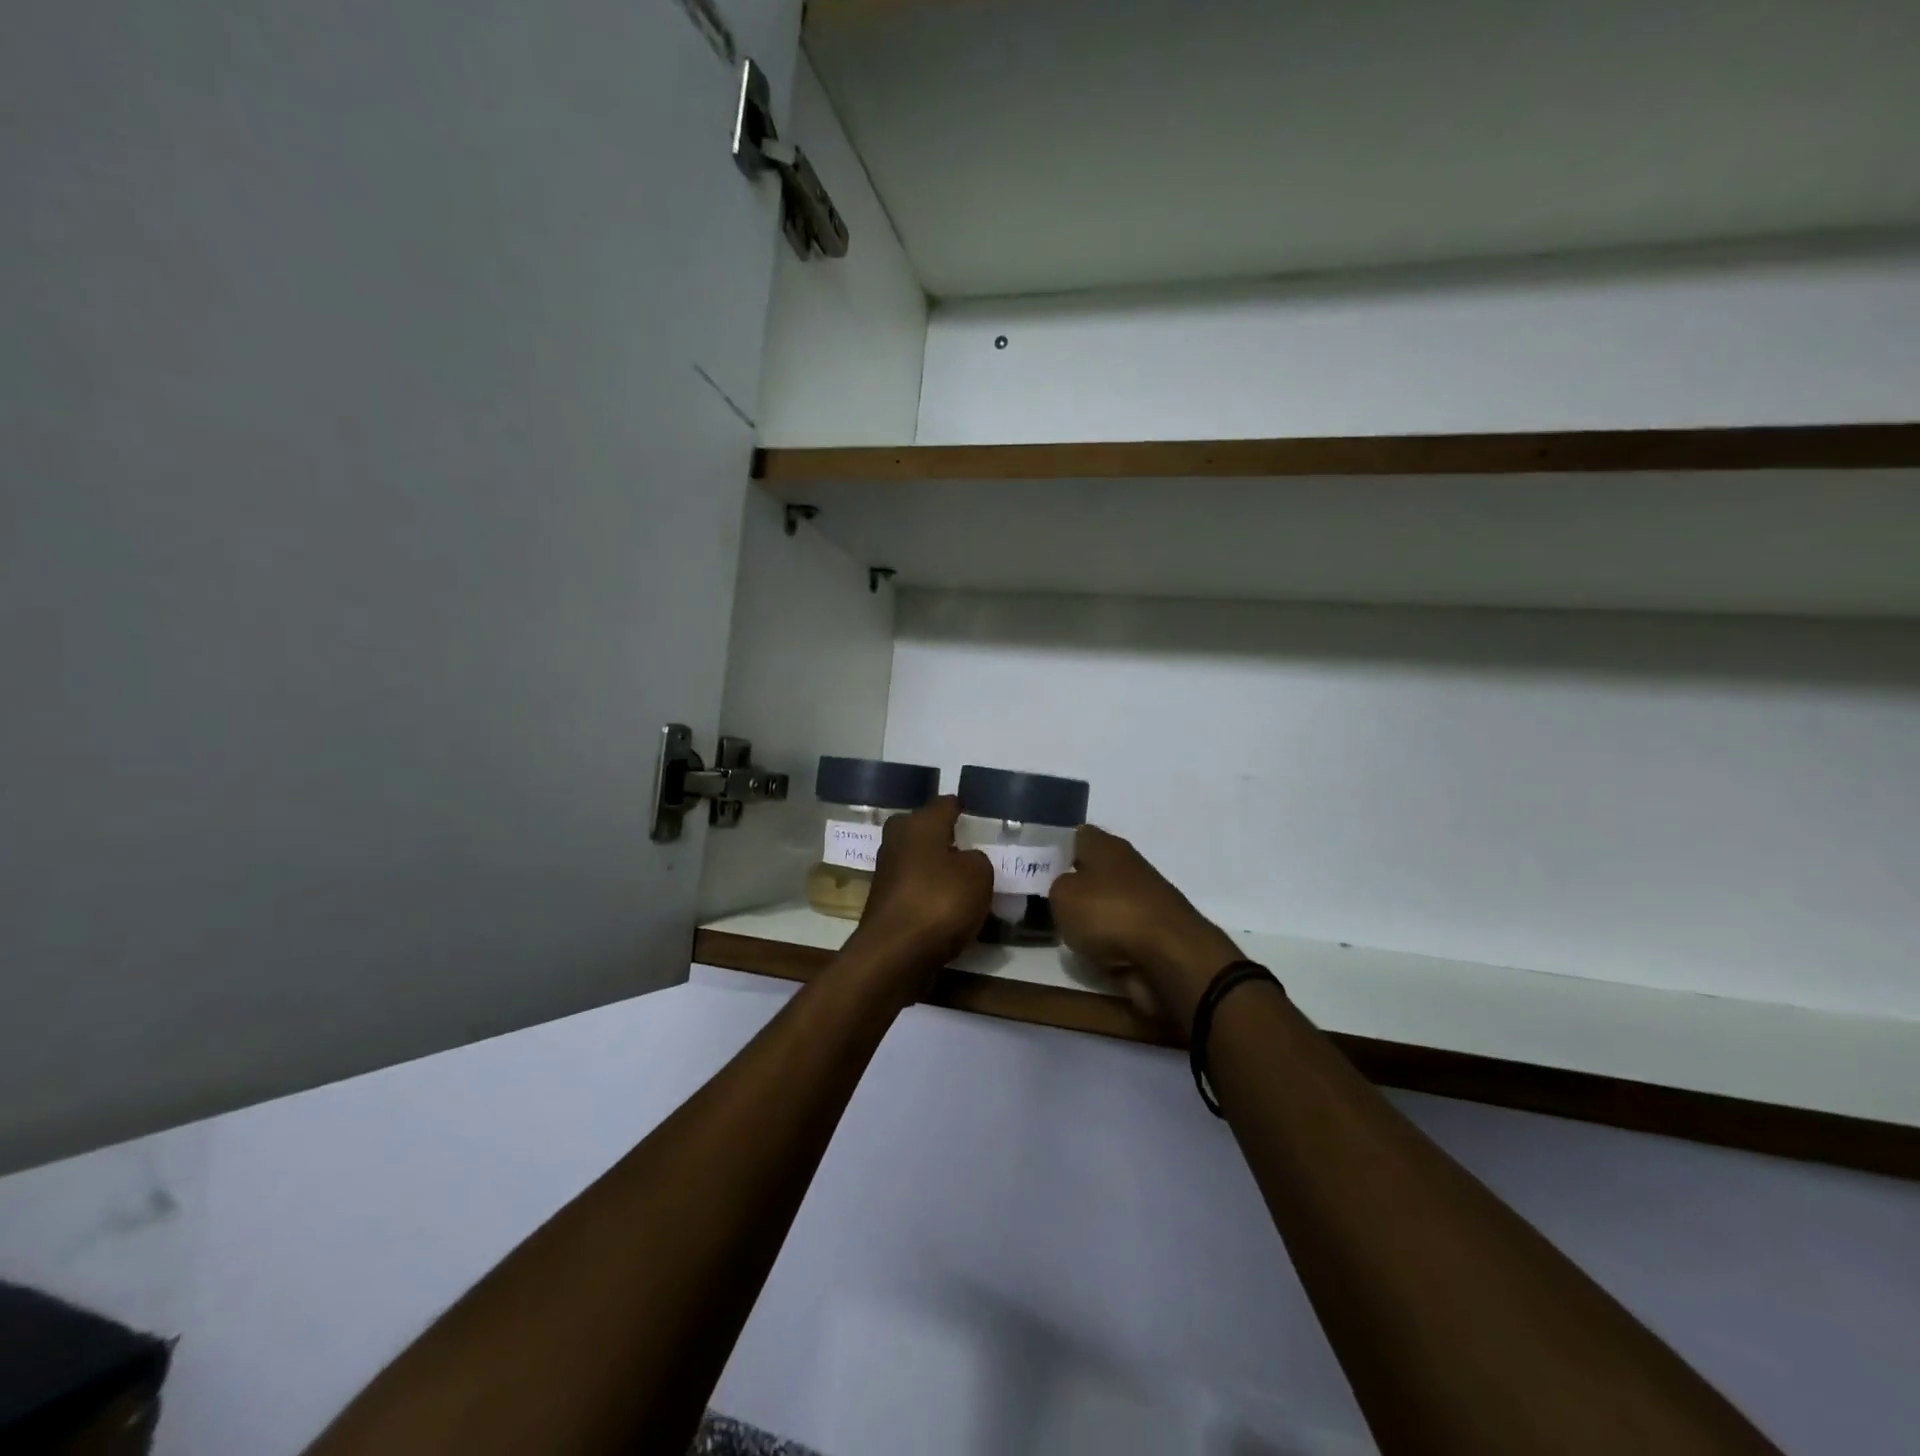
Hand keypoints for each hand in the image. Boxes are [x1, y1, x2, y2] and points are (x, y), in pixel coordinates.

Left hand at [843, 797, 991, 996]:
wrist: (895, 954)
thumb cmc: (939, 901)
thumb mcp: (979, 874)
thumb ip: (977, 860)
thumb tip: (965, 861)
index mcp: (919, 823)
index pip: (945, 804)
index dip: (962, 807)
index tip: (976, 813)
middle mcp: (897, 840)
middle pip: (926, 830)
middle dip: (946, 836)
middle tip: (973, 848)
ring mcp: (887, 873)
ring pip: (919, 860)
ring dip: (937, 867)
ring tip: (966, 879)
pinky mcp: (885, 903)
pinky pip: (916, 889)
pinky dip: (930, 894)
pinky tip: (949, 907)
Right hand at [1050, 825, 1243, 1037]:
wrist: (1169, 959)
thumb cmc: (1110, 914)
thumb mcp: (1062, 895)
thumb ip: (1053, 886)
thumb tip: (1061, 888)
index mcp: (1106, 846)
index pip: (1074, 835)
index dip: (1052, 847)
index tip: (1030, 865)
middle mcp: (1125, 867)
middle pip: (1088, 870)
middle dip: (1065, 883)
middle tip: (1034, 898)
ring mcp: (1140, 901)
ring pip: (1100, 902)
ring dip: (1083, 915)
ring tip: (1053, 928)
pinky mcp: (1148, 934)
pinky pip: (1113, 932)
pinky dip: (1101, 941)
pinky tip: (1083, 950)